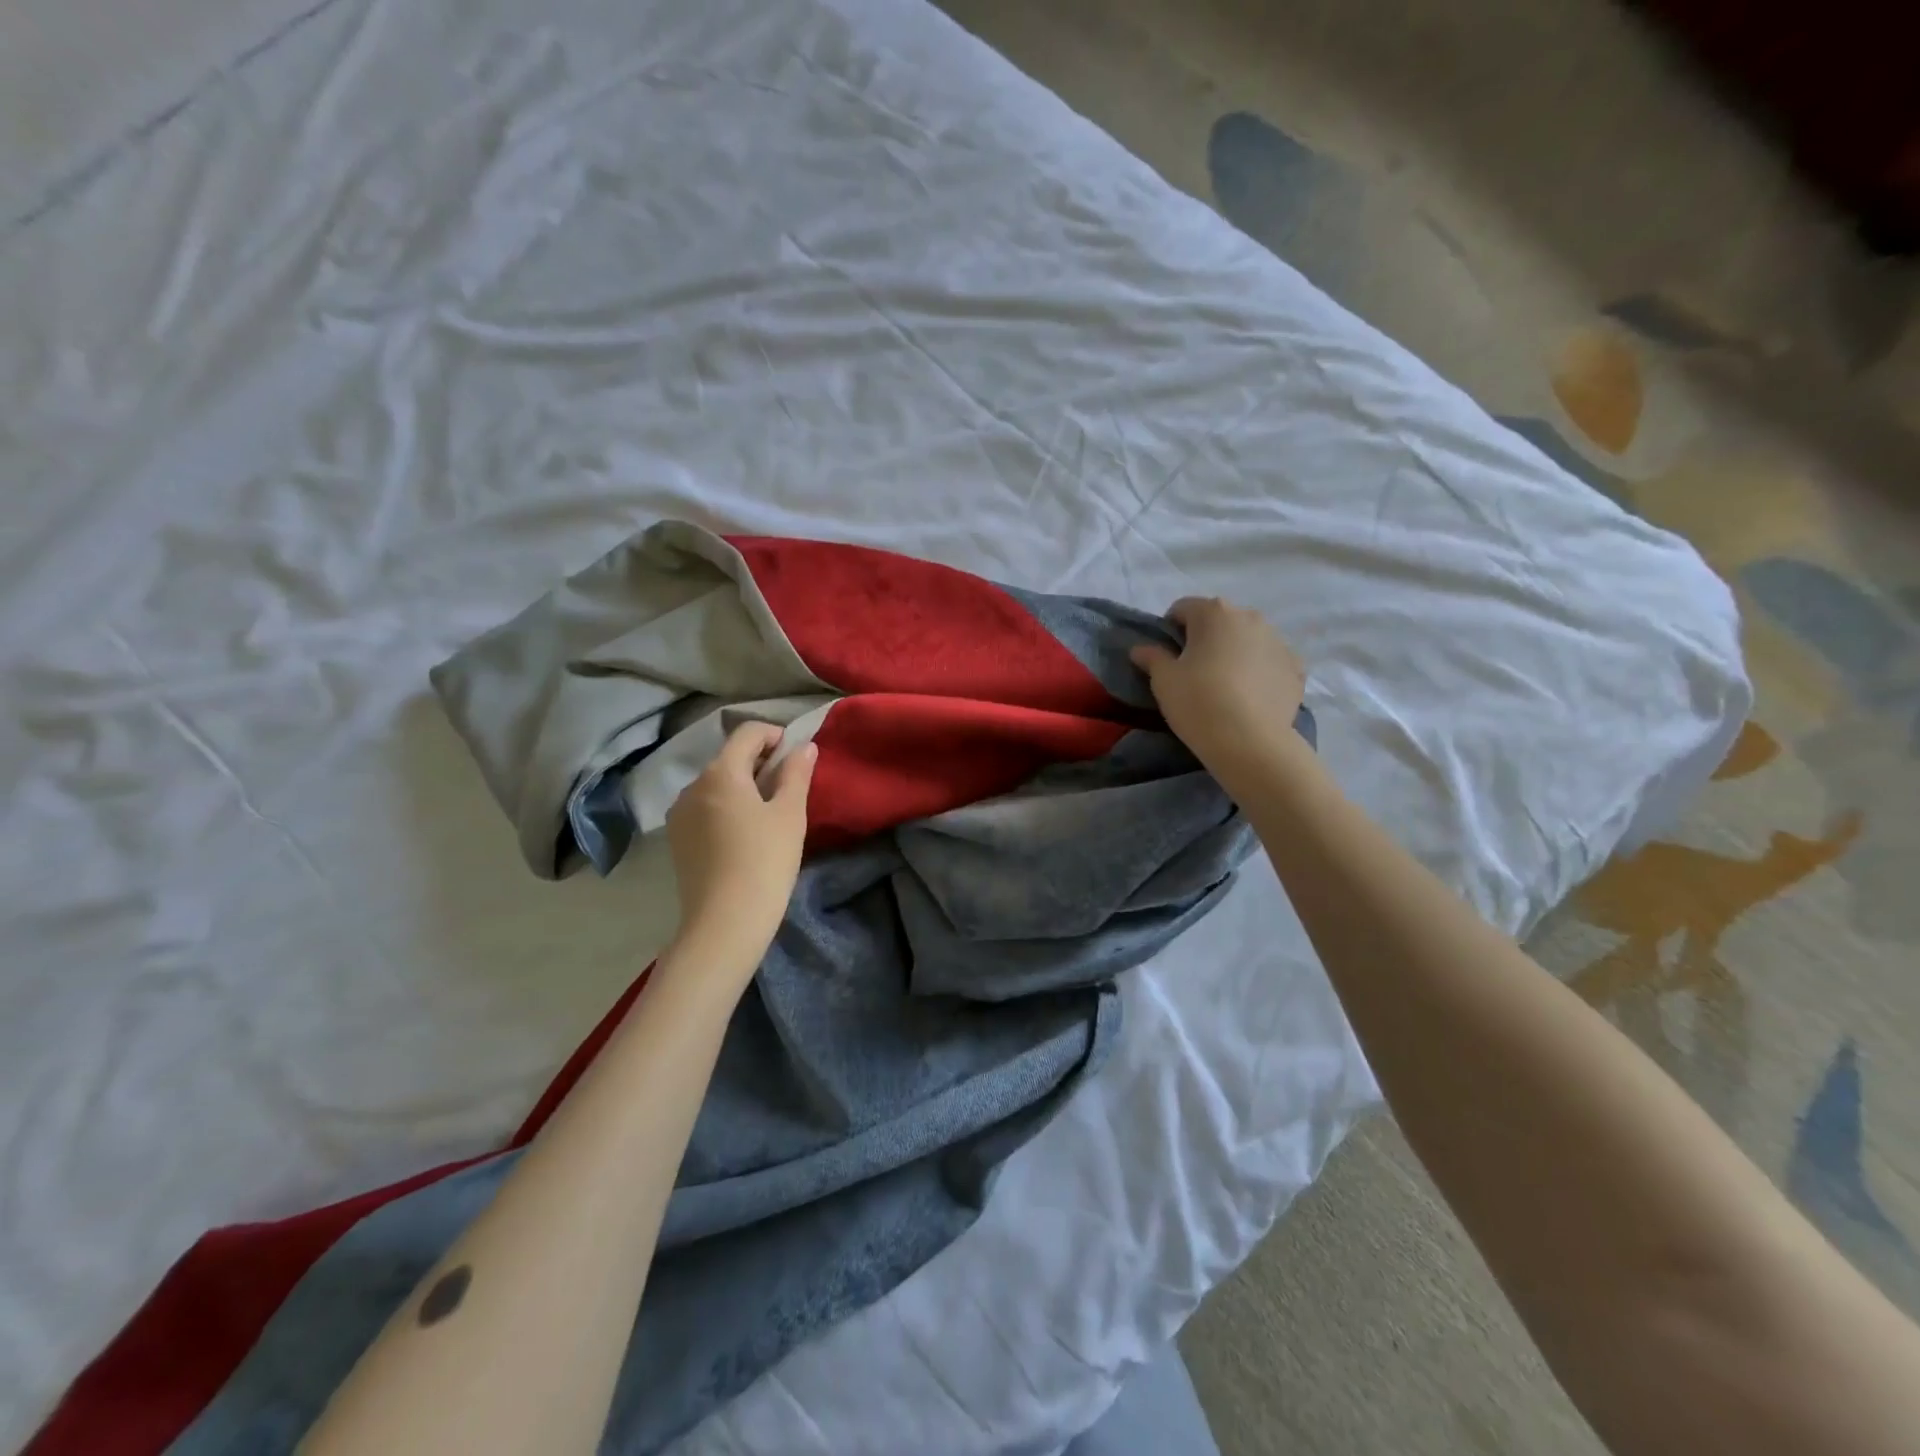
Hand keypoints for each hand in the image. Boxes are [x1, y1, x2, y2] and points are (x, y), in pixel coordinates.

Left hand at [665, 722, 816, 974]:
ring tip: (767, 814)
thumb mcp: (790, 814)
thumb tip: (803, 746)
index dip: (775, 735)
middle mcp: (693, 785)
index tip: (796, 757)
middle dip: (760, 762)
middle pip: (729, 757)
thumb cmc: (765, 861)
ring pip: (716, 784)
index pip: (748, 732)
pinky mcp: (676, 839)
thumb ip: (796, 773)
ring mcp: (679, 813)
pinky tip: (743, 836)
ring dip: (742, 786)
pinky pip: (705, 808)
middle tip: (788, 788)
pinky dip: (726, 808)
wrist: (724, 923)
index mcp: (721, 772)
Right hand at [1130, 597, 1306, 783]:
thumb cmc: (1198, 701)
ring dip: (1235, 652)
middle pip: (1220, 621)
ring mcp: (1278, 641)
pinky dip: (1259, 672)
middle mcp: (1250, 617)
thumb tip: (1140, 649)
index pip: (1183, 608)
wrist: (1249, 742)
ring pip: (1248, 640)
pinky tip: (1249, 697)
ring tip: (1225, 686)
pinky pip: (1271, 663)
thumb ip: (1152, 658)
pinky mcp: (1296, 668)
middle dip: (1206, 638)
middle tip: (1194, 670)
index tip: (1166, 655)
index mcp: (1214, 613)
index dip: (1170, 629)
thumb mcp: (1163, 680)